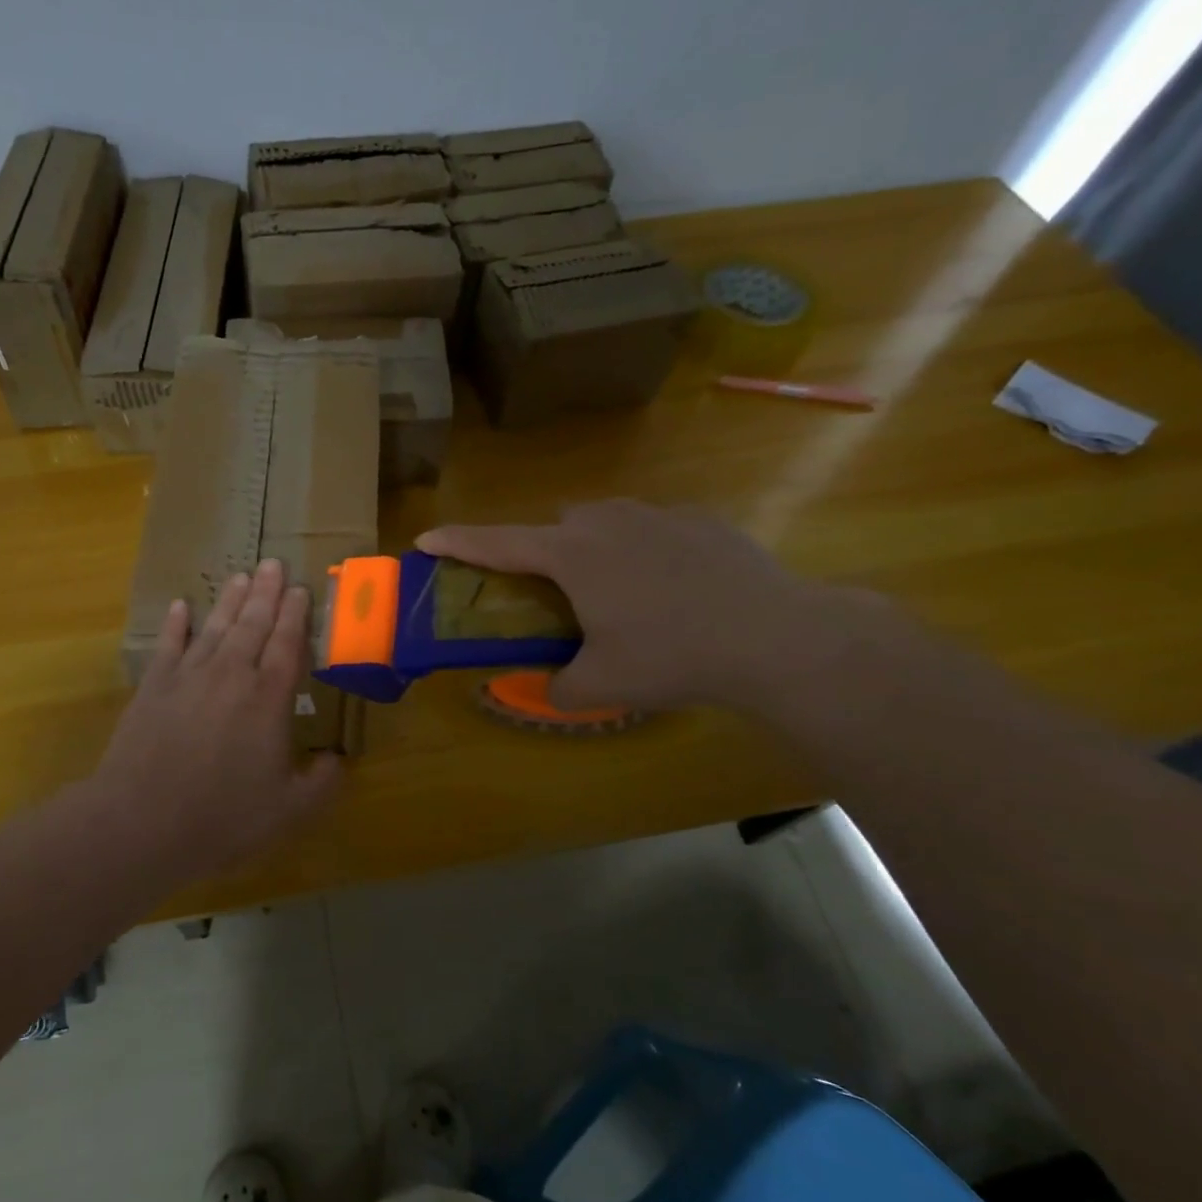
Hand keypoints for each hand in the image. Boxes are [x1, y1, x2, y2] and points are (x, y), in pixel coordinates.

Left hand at [89, 559, 342, 880]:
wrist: (142, 821)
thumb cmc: (222, 817)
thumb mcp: (288, 811)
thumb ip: (321, 784)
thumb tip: (338, 761)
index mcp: (268, 698)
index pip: (287, 644)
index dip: (295, 614)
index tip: (300, 588)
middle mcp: (231, 674)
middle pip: (253, 623)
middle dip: (266, 592)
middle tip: (273, 563)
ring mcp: (188, 676)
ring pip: (215, 627)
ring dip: (229, 600)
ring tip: (240, 576)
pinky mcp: (154, 686)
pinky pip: (168, 644)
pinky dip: (176, 624)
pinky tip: (181, 606)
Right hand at [418, 498, 854, 712]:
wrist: (775, 636)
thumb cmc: (673, 655)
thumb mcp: (604, 685)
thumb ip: (563, 687)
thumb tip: (553, 688)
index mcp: (571, 554)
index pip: (496, 542)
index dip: (457, 542)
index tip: (425, 538)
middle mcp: (605, 521)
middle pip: (554, 526)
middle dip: (543, 551)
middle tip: (555, 594)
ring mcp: (655, 514)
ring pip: (603, 520)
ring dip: (594, 547)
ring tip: (617, 590)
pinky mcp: (699, 519)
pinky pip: (652, 526)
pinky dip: (645, 548)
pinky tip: (672, 586)